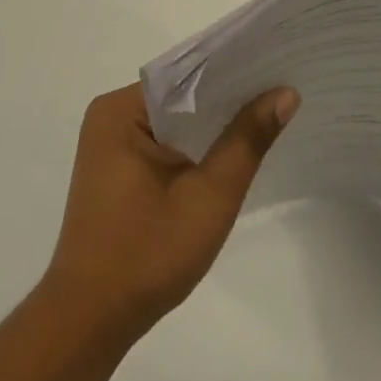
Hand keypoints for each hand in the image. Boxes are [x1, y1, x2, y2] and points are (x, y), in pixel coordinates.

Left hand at [42, 83, 298, 346]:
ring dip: (215, 125)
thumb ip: (247, 140)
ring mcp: (111, 146)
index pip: (187, 74)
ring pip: (176, 122)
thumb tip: (284, 93)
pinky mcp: (118, 171)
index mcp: (120, 111)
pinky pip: (165, 144)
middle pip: (181, 96)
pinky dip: (197, 148)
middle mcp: (110, 118)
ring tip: (273, 113)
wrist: (93, 316)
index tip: (282, 64)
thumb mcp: (210, 195)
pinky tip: (235, 150)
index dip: (237, 70)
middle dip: (230, 98)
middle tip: (288, 89)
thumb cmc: (149, 253)